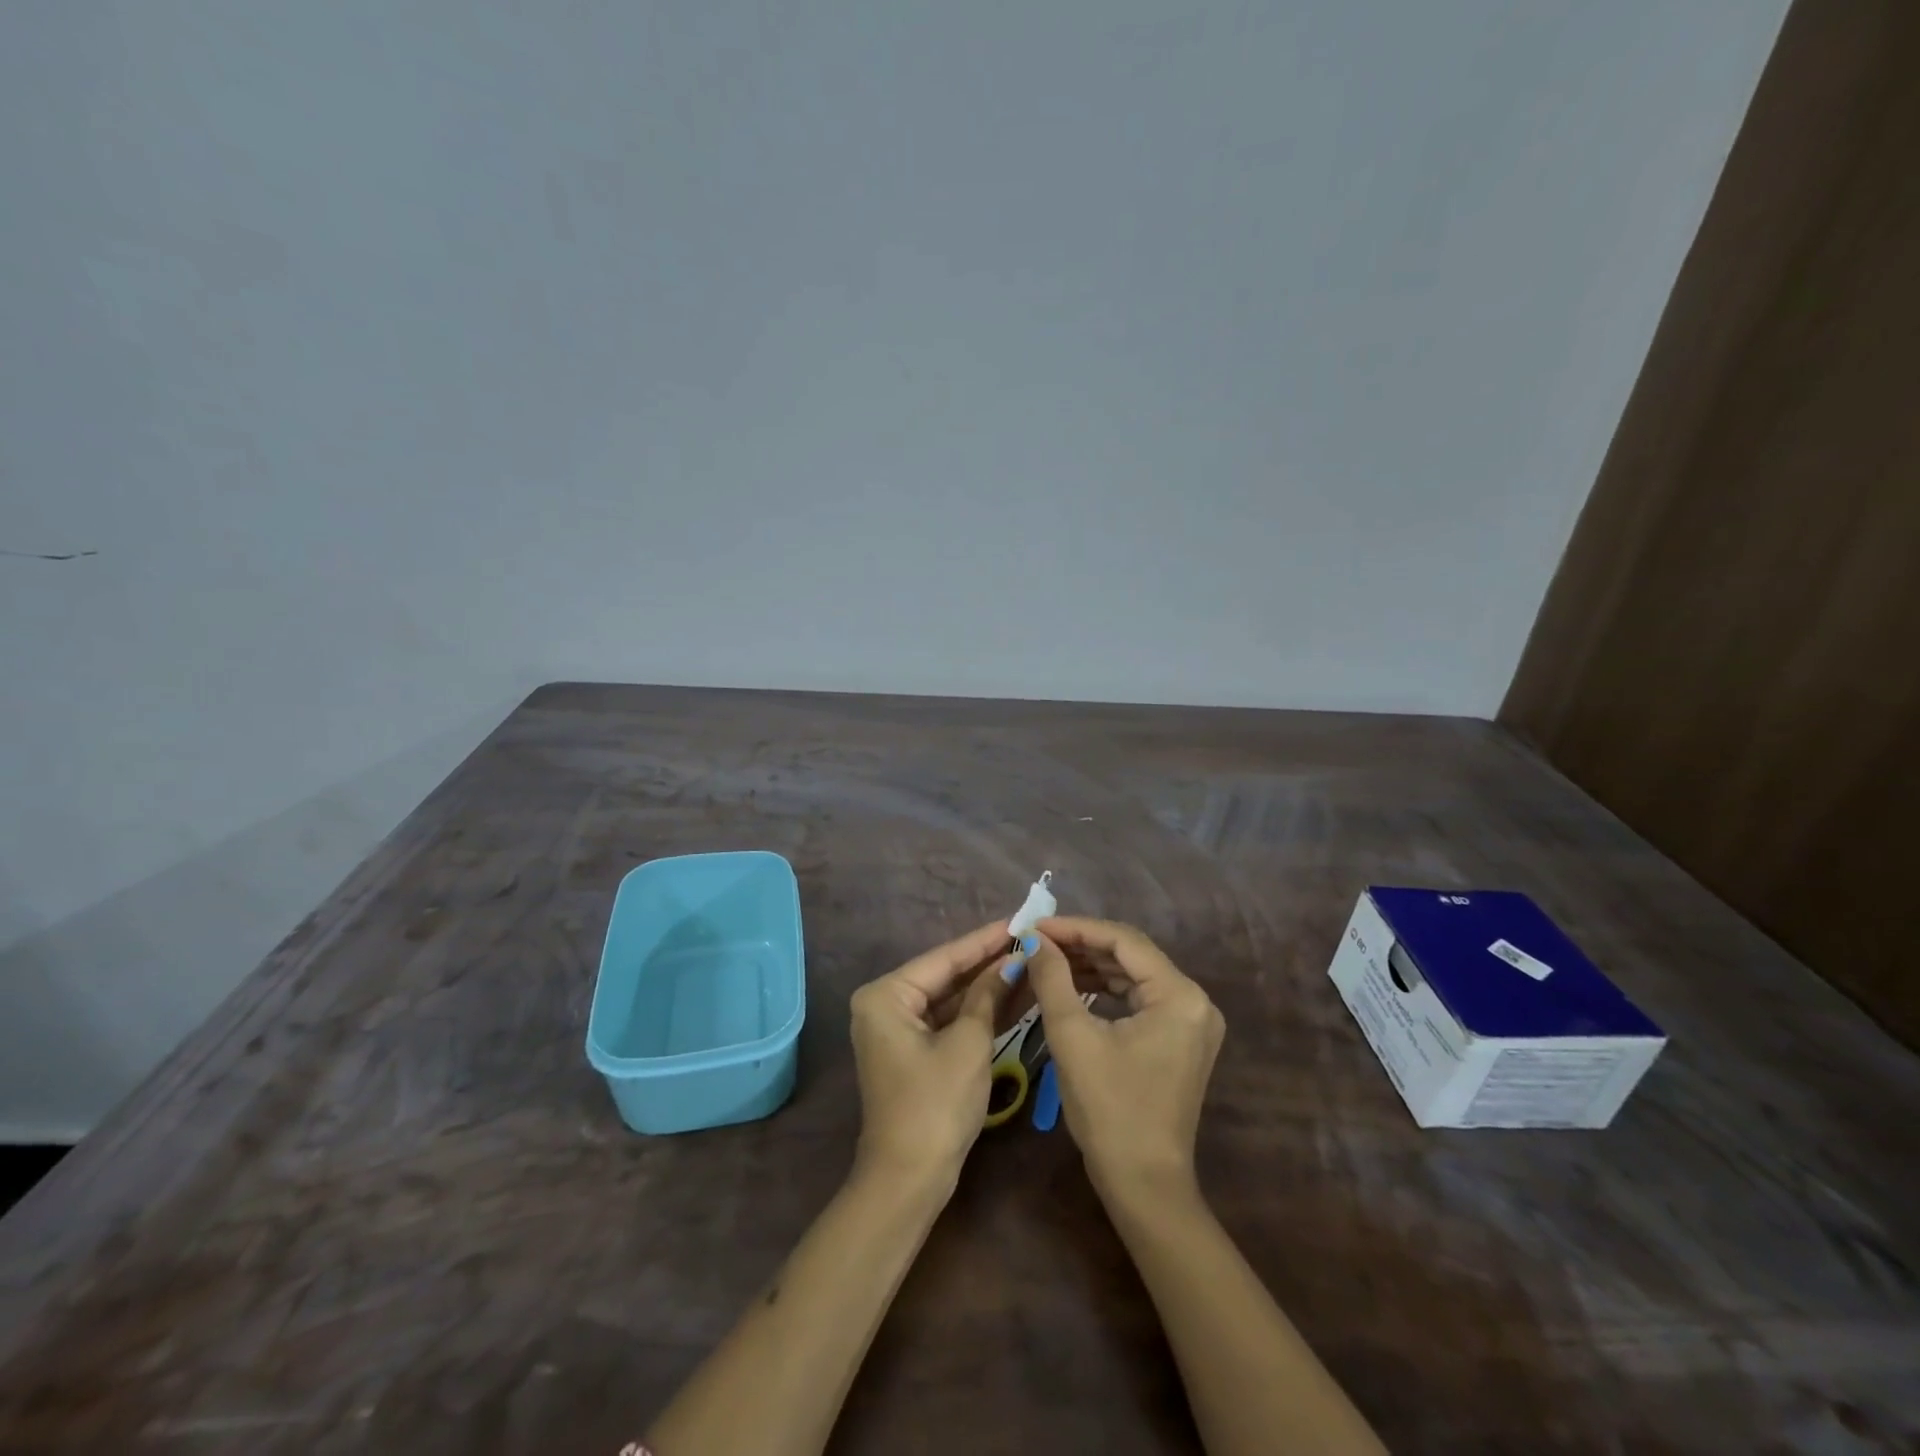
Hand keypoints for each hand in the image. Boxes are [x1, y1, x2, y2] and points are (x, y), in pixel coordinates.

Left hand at [849, 921, 1014, 1191]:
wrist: (909, 1180)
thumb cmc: (936, 1105)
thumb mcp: (969, 1043)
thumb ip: (988, 995)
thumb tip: (1010, 962)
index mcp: (886, 995)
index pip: (945, 958)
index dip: (985, 940)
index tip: (1018, 920)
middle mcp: (884, 1005)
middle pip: (946, 975)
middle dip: (988, 962)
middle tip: (1028, 938)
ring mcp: (896, 1030)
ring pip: (949, 998)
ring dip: (987, 986)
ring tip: (1029, 961)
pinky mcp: (912, 1052)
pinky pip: (947, 1021)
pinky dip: (977, 1012)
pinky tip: (1013, 995)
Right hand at [1027, 917, 1224, 1199]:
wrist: (1143, 1185)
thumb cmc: (1109, 1110)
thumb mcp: (1073, 1037)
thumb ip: (1053, 978)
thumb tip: (1036, 940)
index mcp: (1179, 995)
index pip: (1123, 941)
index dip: (1076, 928)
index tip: (1035, 925)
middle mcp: (1195, 1001)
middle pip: (1132, 955)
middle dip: (1082, 945)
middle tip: (1038, 941)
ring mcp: (1191, 1021)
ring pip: (1135, 975)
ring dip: (1092, 965)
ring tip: (1048, 959)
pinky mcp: (1180, 1039)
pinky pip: (1140, 998)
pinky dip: (1106, 989)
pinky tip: (1073, 985)